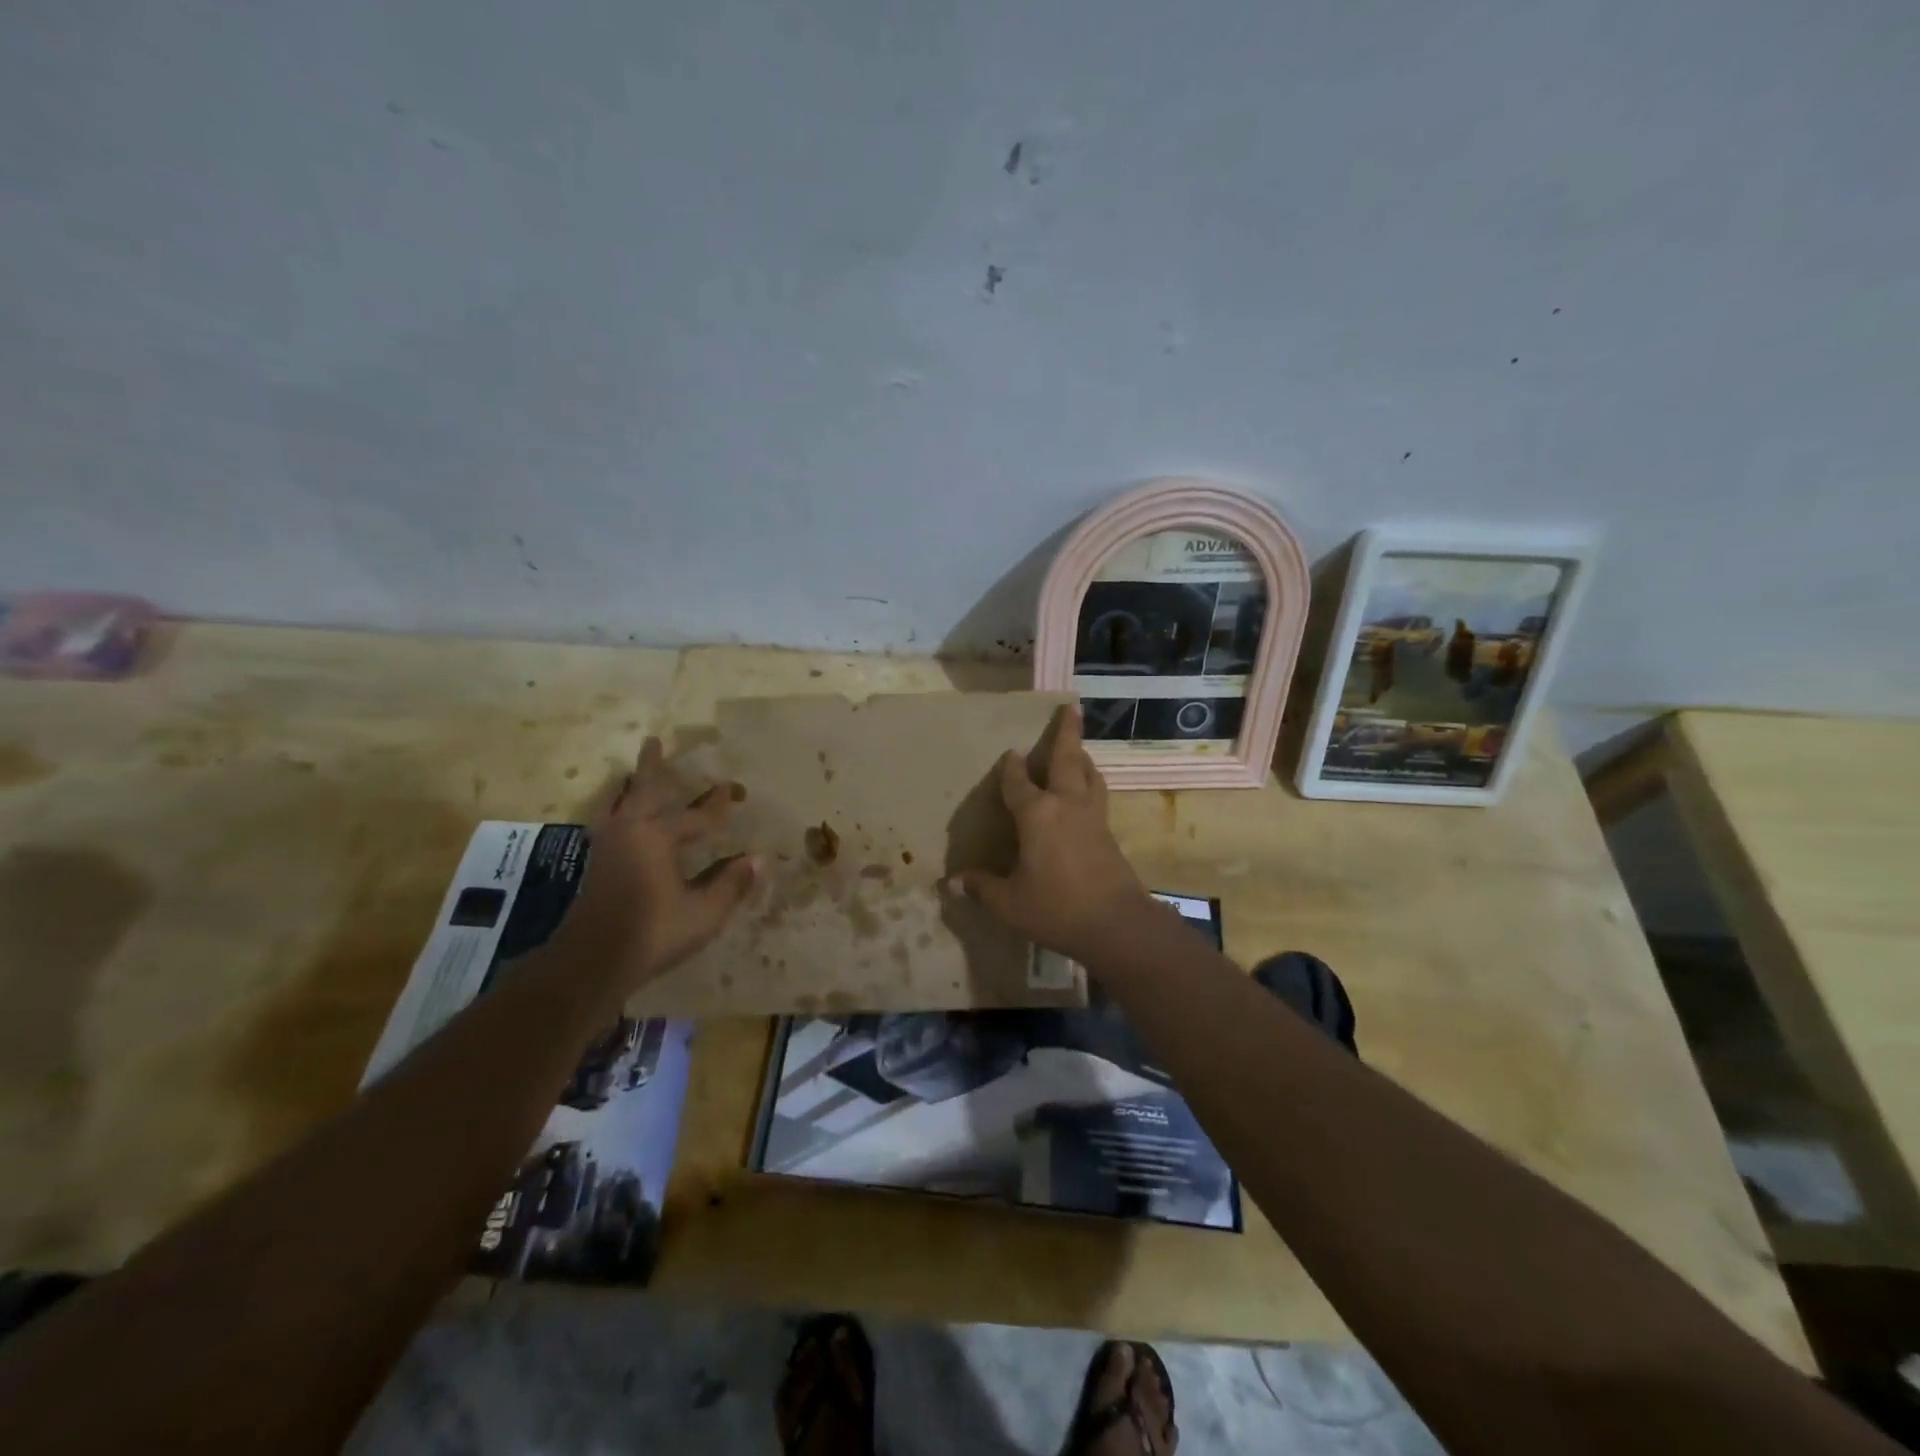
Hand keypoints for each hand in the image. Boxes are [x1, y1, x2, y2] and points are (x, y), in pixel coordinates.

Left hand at [551, 739, 758, 994]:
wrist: (590, 963)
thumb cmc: (652, 933)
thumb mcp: (702, 913)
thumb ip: (730, 883)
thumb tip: (759, 859)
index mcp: (657, 838)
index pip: (697, 815)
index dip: (717, 804)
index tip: (734, 789)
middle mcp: (630, 833)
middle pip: (644, 791)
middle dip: (653, 767)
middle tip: (654, 741)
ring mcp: (608, 848)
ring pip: (620, 804)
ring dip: (630, 786)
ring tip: (631, 772)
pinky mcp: (596, 865)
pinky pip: (609, 821)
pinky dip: (616, 808)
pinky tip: (618, 816)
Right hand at [948, 704, 1153, 963]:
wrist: (1117, 925)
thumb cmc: (1056, 908)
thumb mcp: (1010, 903)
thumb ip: (982, 888)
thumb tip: (951, 883)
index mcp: (1037, 815)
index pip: (1019, 782)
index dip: (1011, 768)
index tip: (1010, 753)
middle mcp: (1066, 806)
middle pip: (1067, 760)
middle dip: (1067, 733)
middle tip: (1071, 708)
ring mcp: (1093, 818)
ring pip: (1090, 776)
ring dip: (1083, 758)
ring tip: (1079, 751)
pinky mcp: (1109, 834)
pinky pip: (1098, 797)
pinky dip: (1091, 784)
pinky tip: (1087, 794)